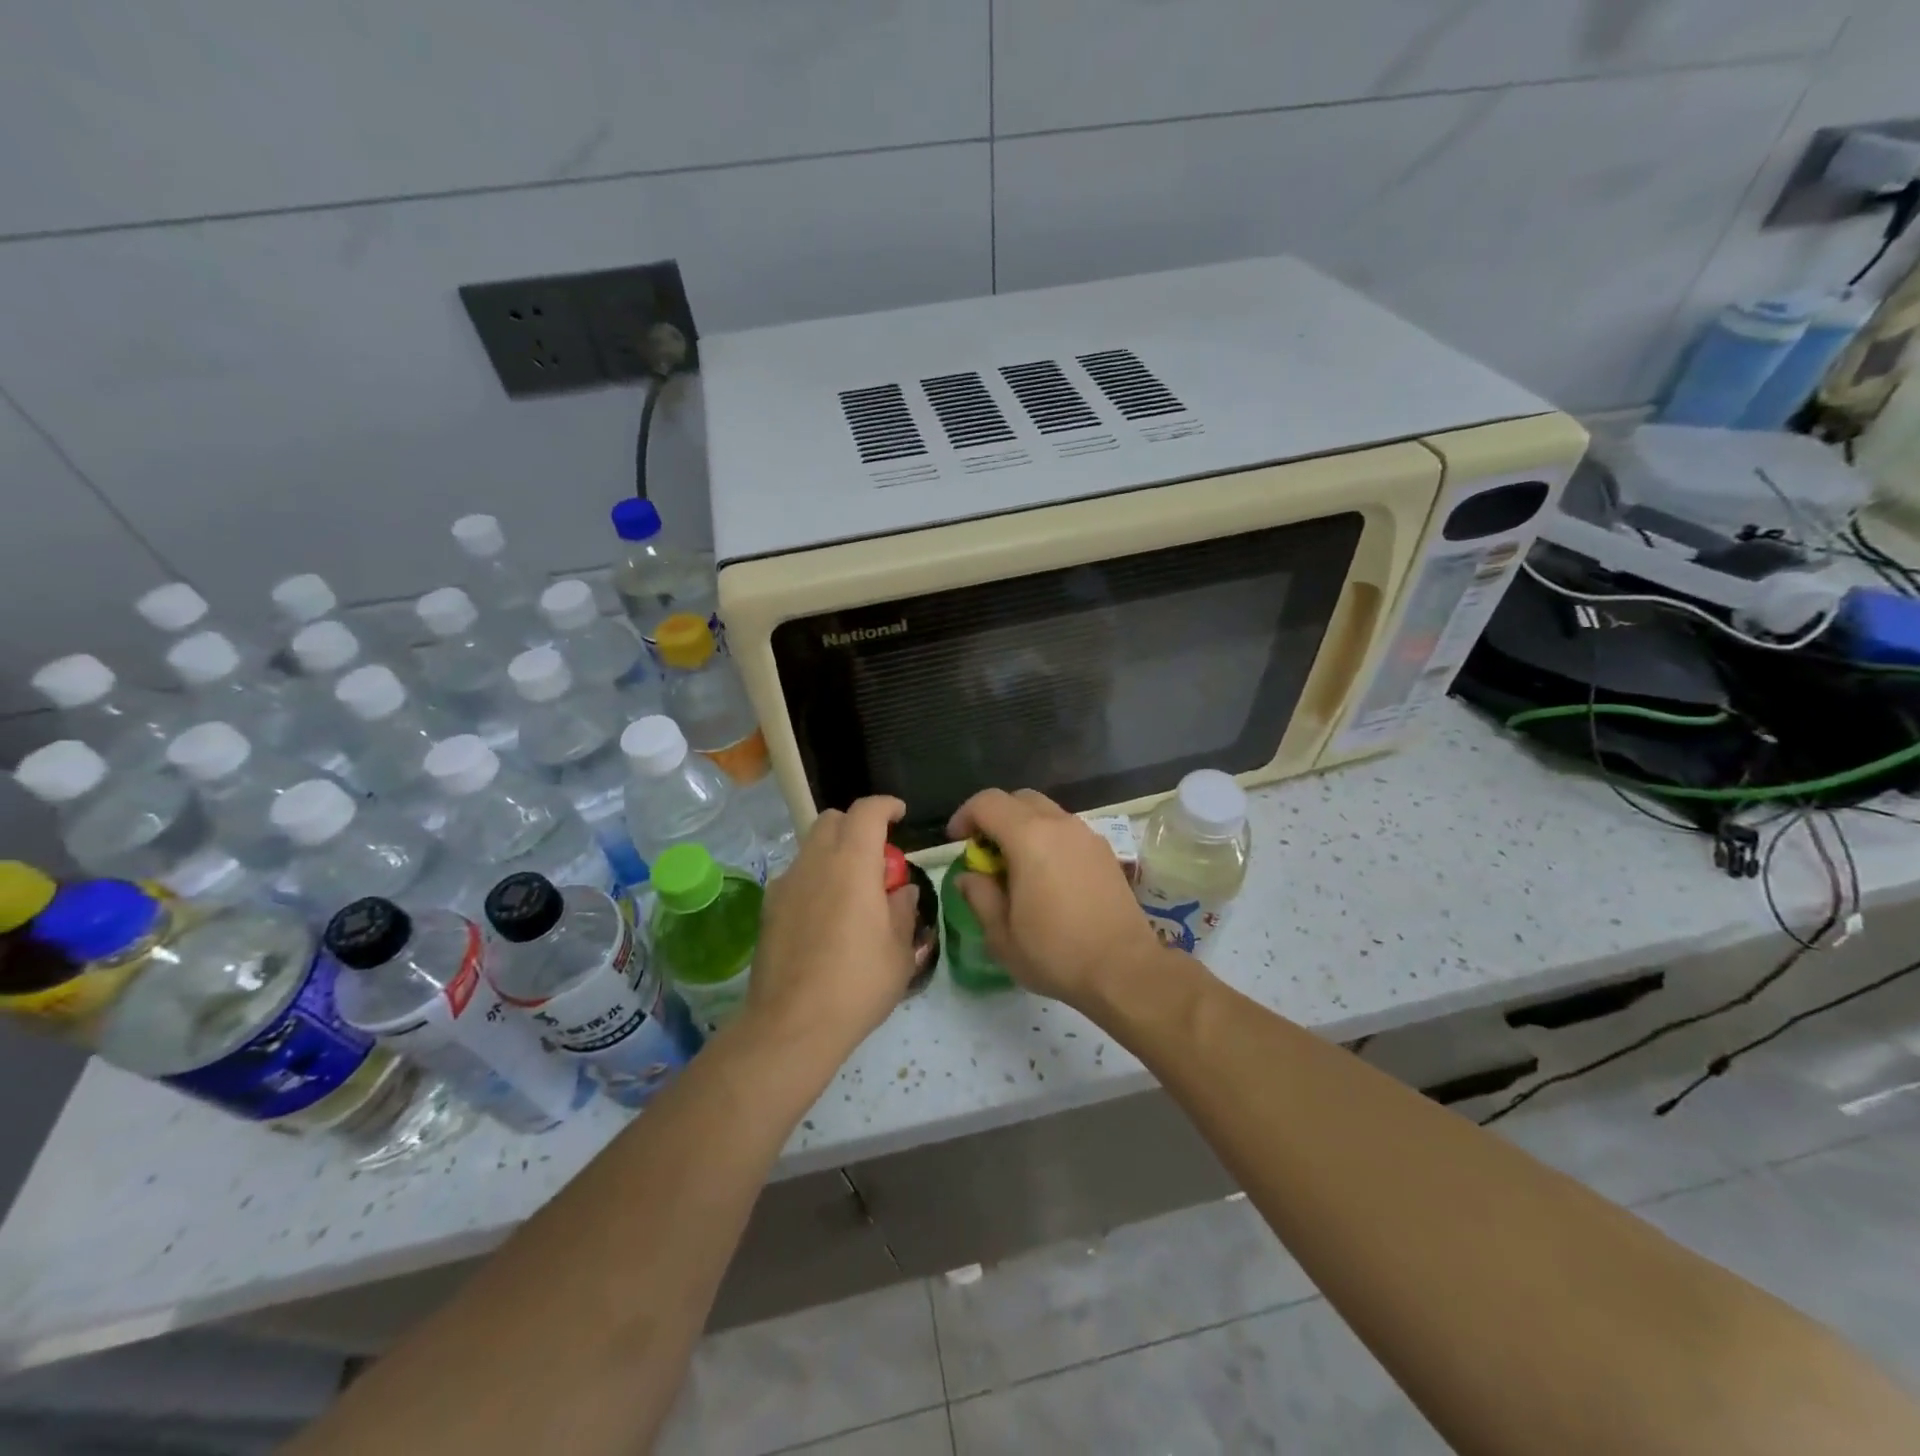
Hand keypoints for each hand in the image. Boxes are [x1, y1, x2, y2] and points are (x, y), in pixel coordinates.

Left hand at [744, 796, 918, 1053]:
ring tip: (852, 891)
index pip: (867, 811)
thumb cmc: (857, 984)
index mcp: (852, 863)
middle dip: (857, 826)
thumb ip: (903, 910)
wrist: (792, 1025)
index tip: (900, 815)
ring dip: (834, 852)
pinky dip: (815, 878)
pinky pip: (797, 876)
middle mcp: (815, 862)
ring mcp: (786, 884)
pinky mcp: (768, 908)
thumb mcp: (899, 950)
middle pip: (832, 820)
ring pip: (811, 847)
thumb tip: (901, 892)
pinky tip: (826, 916)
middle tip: (877, 859)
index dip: (886, 805)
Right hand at [947, 789, 1161, 1011]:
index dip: (964, 816)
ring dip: (1023, 828)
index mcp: (1029, 837)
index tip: (956, 842)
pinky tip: (1047, 877)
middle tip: (984, 852)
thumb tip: (969, 876)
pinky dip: (1048, 839)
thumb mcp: (1002, 935)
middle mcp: (1060, 825)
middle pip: (1019, 799)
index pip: (987, 802)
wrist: (1125, 969)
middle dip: (994, 817)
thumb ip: (979, 896)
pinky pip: (1067, 831)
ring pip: (1046, 812)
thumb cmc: (1056, 953)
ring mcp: (1087, 835)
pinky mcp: (1105, 852)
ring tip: (1015, 867)